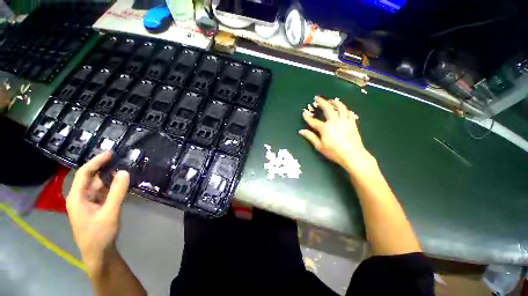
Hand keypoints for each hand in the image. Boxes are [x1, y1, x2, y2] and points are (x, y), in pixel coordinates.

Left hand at [66, 151, 129, 273]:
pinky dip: (112, 186)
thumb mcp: (110, 212)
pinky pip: (103, 192)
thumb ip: (117, 191)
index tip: (111, 153)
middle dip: (104, 168)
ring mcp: (87, 203)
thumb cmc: (100, 234)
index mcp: (77, 197)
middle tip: (121, 159)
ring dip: (109, 177)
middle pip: (91, 178)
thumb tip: (124, 172)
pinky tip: (121, 184)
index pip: (84, 173)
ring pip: (98, 185)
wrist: (98, 253)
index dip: (96, 162)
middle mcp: (80, 197)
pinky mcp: (95, 207)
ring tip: (124, 169)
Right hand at [299, 96, 375, 175]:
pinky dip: (345, 109)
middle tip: (317, 98)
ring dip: (335, 102)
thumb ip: (310, 137)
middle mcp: (334, 121)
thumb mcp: (320, 146)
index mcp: (325, 128)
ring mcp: (344, 121)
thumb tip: (301, 131)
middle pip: (327, 108)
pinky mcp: (352, 123)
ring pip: (340, 107)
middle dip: (321, 102)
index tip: (304, 113)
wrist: (353, 155)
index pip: (314, 121)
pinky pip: (349, 112)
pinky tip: (343, 109)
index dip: (308, 117)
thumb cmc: (334, 152)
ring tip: (331, 100)